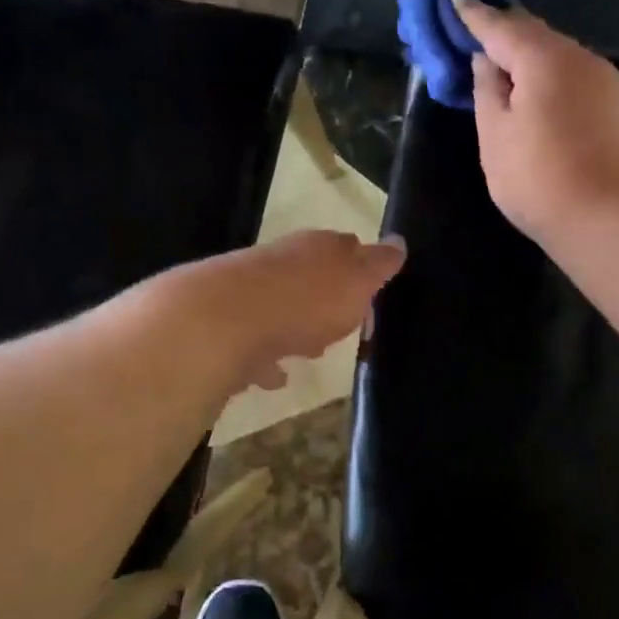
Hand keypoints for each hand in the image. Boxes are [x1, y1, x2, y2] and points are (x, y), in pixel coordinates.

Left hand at [166, 229, 405, 392]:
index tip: (373, 302)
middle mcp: (281, 261)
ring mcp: (248, 291)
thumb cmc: (304, 301)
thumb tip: (398, 242)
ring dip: (295, 326)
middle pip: (310, 277)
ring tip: (311, 352)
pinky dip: (265, 357)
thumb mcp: (356, 281)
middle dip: (327, 300)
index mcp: (317, 248)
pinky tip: (273, 376)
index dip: (363, 272)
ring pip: (280, 306)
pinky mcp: (223, 325)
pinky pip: (252, 342)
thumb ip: (378, 264)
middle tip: (343, 328)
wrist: (220, 321)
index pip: (347, 248)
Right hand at [453, 0, 618, 247]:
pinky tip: (554, 106)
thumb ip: (487, 92)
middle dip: (508, 34)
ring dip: (538, 61)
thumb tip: (488, 61)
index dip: (475, 14)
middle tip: (483, 33)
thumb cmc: (542, 181)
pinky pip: (586, 84)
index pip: (501, 26)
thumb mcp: (496, 138)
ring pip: (566, 60)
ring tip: (514, 74)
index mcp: (544, 59)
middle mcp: (584, 60)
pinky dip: (562, 84)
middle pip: (538, 37)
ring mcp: (614, 84)